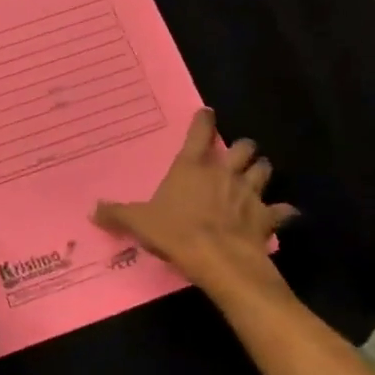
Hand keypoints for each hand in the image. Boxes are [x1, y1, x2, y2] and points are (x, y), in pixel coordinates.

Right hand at [93, 109, 298, 296]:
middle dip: (241, 148)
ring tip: (255, 175)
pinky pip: (281, 210)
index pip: (200, 131)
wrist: (219, 260)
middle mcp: (224, 172)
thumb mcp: (139, 223)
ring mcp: (249, 193)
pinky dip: (282, 211)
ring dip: (260, 171)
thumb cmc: (176, 232)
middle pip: (243, 147)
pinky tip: (281, 214)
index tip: (206, 113)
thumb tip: (93, 210)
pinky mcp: (266, 217)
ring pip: (264, 170)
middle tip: (234, 155)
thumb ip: (117, 214)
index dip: (204, 120)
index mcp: (192, 166)